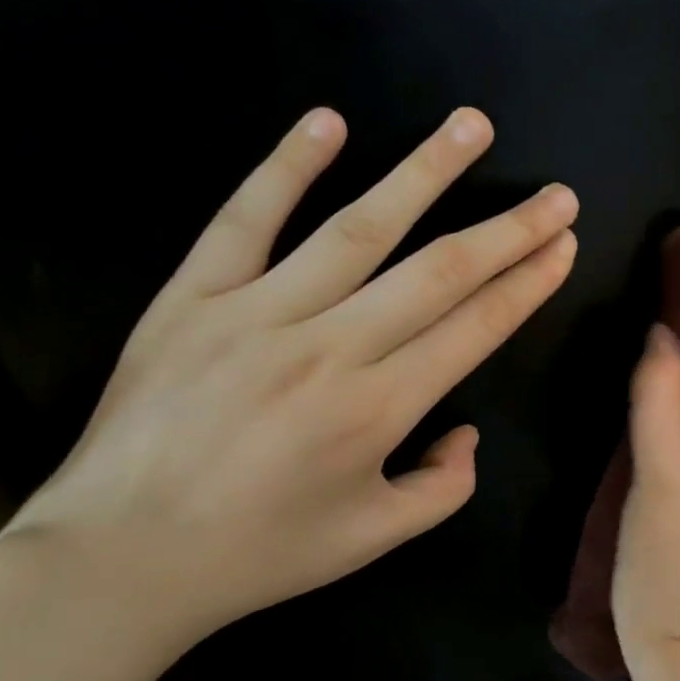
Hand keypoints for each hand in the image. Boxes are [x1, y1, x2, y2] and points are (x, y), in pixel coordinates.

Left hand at [4, 105, 576, 653]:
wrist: (117, 559)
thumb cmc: (258, 554)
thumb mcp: (374, 539)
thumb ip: (444, 487)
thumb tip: (465, 430)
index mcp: (378, 409)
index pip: (476, 327)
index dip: (528, 283)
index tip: (563, 245)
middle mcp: (330, 348)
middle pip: (439, 271)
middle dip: (509, 229)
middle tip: (556, 194)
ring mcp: (257, 313)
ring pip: (359, 228)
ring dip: (425, 173)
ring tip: (472, 125)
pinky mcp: (192, 297)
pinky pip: (245, 219)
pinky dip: (286, 166)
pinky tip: (328, 122)